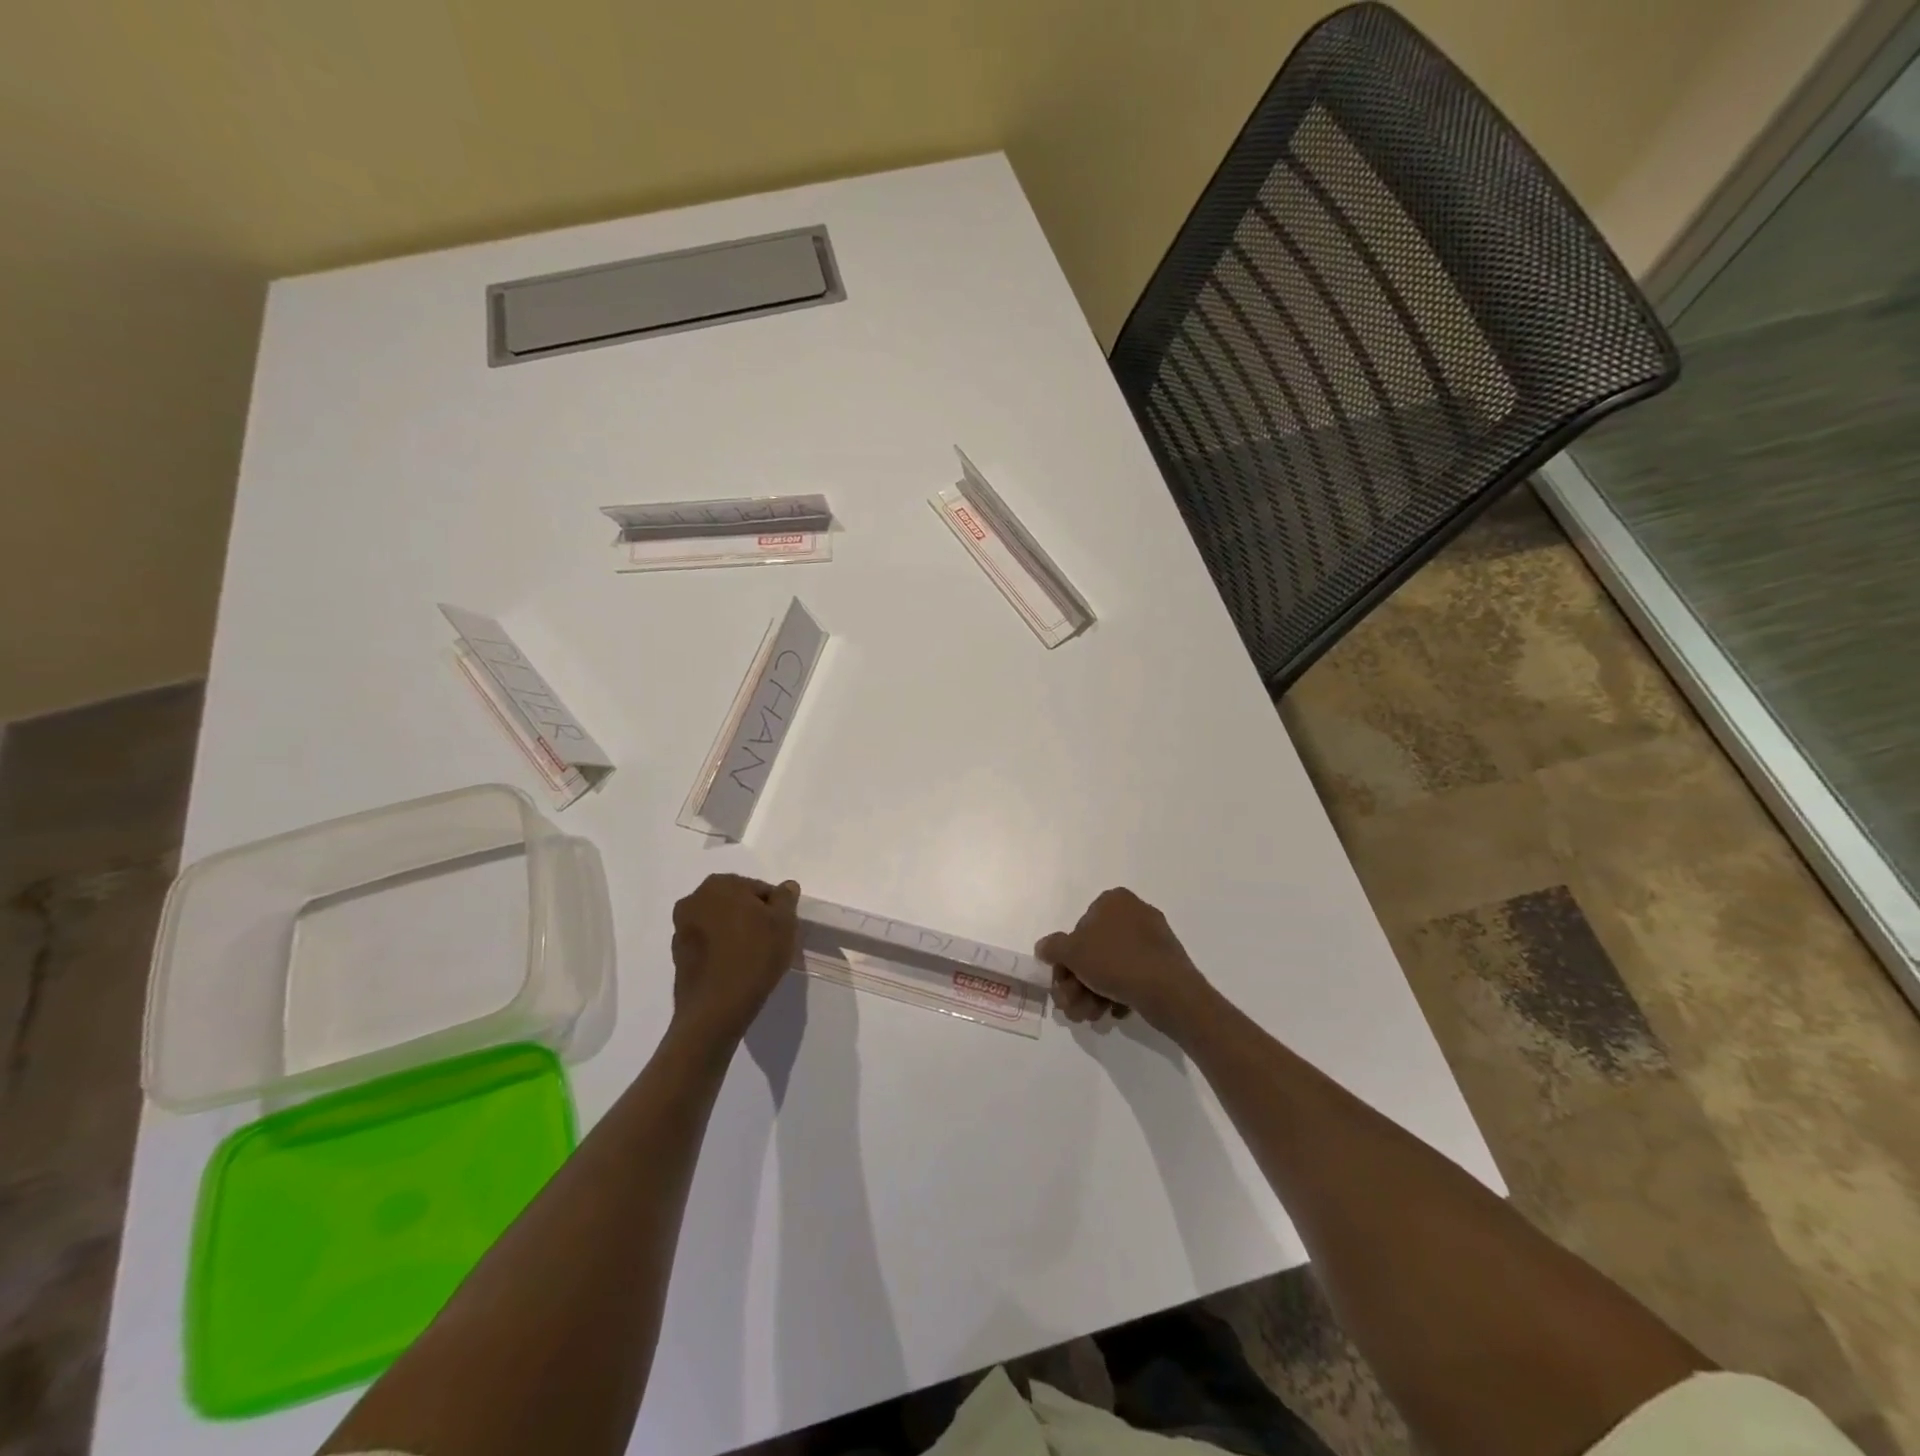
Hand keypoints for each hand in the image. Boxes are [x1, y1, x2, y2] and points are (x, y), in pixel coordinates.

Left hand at [670, 874, 800, 1041]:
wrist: (716, 1009)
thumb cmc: (754, 956)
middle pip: (736, 904)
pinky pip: (708, 945)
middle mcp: (693, 900)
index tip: (781, 930)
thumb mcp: (784, 922)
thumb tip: (786, 887)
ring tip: (753, 958)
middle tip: (770, 942)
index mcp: (719, 885)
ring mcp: (681, 929)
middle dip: (752, 918)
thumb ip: (786, 898)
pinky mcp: (677, 956)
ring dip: (735, 933)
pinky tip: (735, 969)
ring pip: (720, 924)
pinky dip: (721, 951)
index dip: (774, 909)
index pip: (758, 889)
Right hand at [1036, 888, 1212, 1031]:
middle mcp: (1135, 913)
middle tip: (1072, 1007)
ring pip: (1112, 967)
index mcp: (1114, 901)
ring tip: (1090, 1017)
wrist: (1169, 991)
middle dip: (1078, 983)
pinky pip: (1133, 977)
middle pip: (1094, 951)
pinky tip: (1113, 1013)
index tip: (1062, 982)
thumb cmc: (1116, 961)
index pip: (1079, 928)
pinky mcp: (1165, 964)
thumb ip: (1053, 947)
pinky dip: (1118, 994)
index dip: (1066, 959)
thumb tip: (1043, 947)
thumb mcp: (1073, 952)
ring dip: (1093, 993)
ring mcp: (1153, 939)